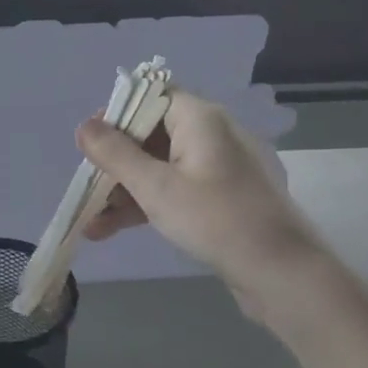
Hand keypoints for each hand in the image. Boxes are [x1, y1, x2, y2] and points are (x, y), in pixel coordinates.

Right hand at [77, 90, 328, 324]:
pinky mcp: (219, 197)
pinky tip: (111, 230)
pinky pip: (174, 189)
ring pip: (158, 166)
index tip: (90, 140)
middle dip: (114, 161)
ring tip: (91, 222)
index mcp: (199, 118)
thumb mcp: (156, 187)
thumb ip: (115, 154)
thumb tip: (84, 126)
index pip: (152, 96)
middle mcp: (210, 134)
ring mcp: (216, 167)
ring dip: (124, 190)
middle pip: (151, 133)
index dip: (117, 113)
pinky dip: (146, 204)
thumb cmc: (216, 219)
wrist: (283, 272)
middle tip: (87, 185)